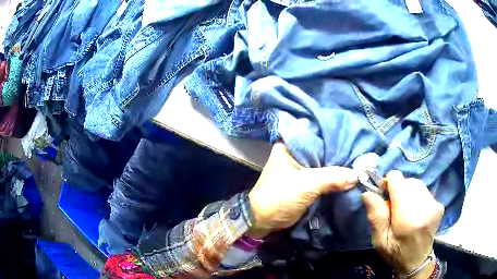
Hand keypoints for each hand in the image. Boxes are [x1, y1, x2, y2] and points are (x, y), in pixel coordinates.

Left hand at [247, 143, 357, 238]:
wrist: (264, 220)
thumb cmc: (280, 197)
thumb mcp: (307, 185)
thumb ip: (332, 177)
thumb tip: (357, 175)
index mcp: (289, 146)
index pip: (315, 133)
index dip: (333, 135)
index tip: (352, 137)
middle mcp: (295, 154)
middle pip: (321, 149)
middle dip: (337, 152)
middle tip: (359, 151)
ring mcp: (299, 168)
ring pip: (322, 164)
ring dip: (336, 167)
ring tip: (357, 162)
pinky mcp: (304, 182)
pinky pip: (322, 176)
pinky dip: (332, 178)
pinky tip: (348, 176)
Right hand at [362, 171, 443, 277]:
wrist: (417, 261)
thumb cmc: (395, 253)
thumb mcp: (380, 240)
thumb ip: (376, 217)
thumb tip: (368, 193)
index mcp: (408, 219)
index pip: (398, 181)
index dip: (388, 183)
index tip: (384, 194)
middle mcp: (425, 208)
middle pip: (407, 181)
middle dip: (398, 189)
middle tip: (393, 206)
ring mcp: (434, 205)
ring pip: (416, 184)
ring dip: (407, 191)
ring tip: (404, 208)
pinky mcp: (439, 205)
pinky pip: (424, 190)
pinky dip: (416, 196)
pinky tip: (414, 210)